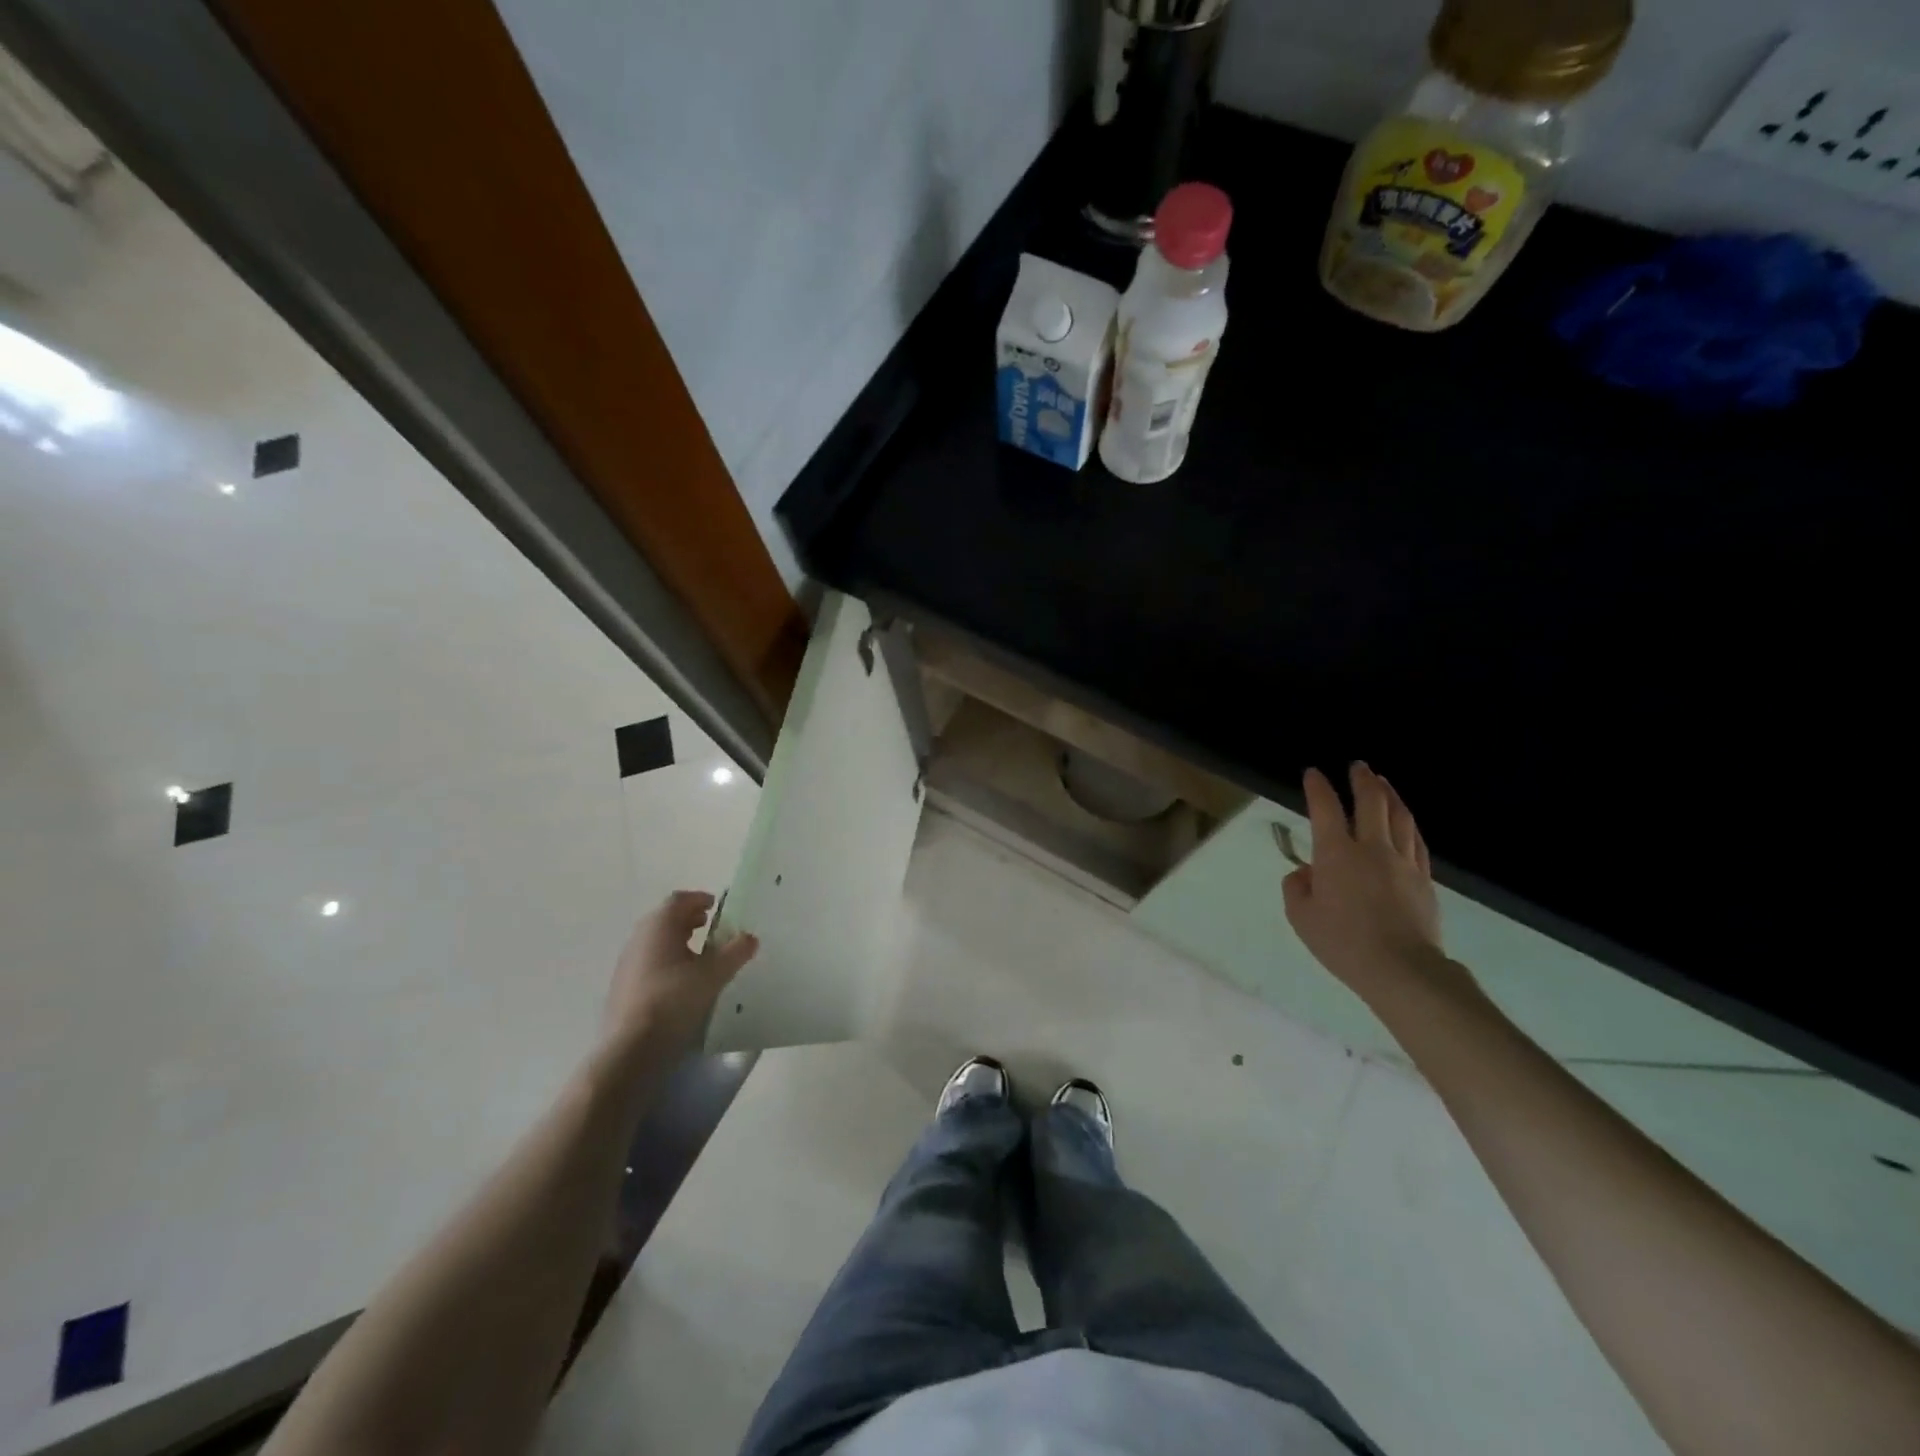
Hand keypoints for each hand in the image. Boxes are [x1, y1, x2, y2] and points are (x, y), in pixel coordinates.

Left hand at [603, 891, 758, 1051]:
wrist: (630, 1048)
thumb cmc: (674, 1000)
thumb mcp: (713, 975)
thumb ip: (735, 952)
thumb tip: (750, 937)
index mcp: (659, 926)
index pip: (678, 900)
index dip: (699, 899)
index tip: (716, 907)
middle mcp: (639, 938)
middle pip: (665, 918)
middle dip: (689, 919)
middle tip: (711, 927)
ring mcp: (627, 963)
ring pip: (656, 941)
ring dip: (678, 941)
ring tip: (701, 955)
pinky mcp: (622, 987)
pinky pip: (649, 962)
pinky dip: (667, 960)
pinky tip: (682, 981)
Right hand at [1282, 764, 1456, 1002]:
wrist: (1402, 970)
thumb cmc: (1343, 943)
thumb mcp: (1300, 917)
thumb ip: (1297, 887)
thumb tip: (1306, 873)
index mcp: (1336, 854)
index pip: (1325, 809)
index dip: (1318, 787)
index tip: (1313, 774)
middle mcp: (1371, 848)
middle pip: (1371, 803)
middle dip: (1362, 780)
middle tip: (1358, 766)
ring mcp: (1403, 862)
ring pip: (1399, 817)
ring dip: (1389, 795)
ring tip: (1383, 783)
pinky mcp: (1424, 879)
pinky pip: (1417, 841)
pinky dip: (1408, 824)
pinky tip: (1406, 821)